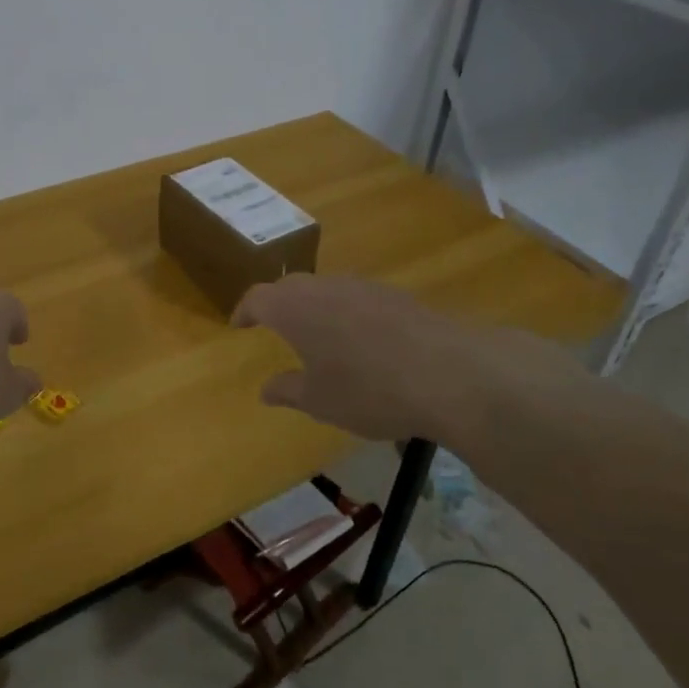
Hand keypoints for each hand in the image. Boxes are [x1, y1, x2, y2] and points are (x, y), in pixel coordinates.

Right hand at [233, 274, 586, 449]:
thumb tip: (265, 389)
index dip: (245, 311)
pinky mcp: (396, 295)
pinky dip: (345, 311)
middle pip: (290, 286)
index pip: (258, 298)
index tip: (239, 325)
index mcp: (295, 308)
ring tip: (315, 332)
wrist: (449, 373)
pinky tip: (360, 339)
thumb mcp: (320, 400)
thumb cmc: (368, 390)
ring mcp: (363, 286)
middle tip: (271, 324)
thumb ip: (288, 390)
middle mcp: (325, 287)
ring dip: (313, 305)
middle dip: (277, 303)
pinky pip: (356, 296)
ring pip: (326, 288)